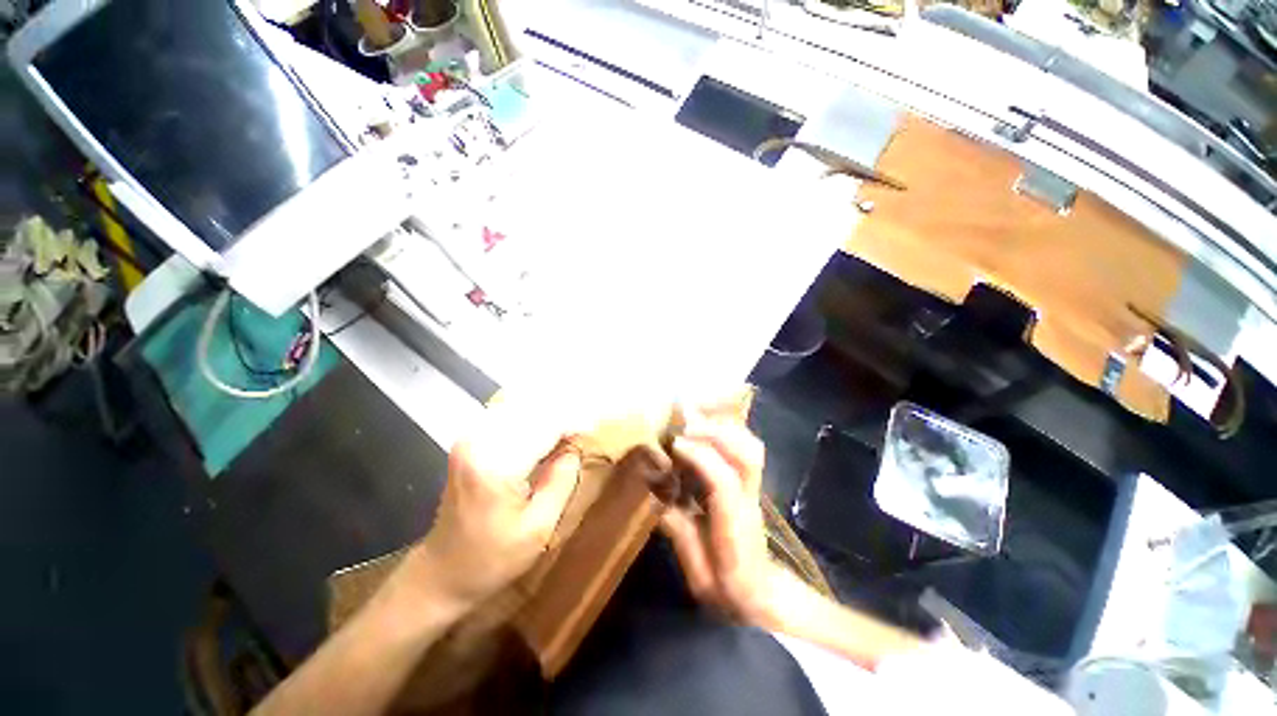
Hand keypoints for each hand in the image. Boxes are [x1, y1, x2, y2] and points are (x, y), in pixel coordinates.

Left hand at [415, 410, 580, 612]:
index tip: (594, 428)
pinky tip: (547, 430)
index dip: (573, 422)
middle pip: (532, 411)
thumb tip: (574, 447)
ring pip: (521, 409)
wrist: (441, 572)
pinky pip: (509, 417)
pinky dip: (532, 419)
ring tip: (570, 426)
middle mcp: (479, 442)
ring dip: (548, 414)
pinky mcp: (469, 441)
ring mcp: (470, 438)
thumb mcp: (539, 529)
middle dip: (562, 414)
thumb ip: (561, 481)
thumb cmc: (492, 559)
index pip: (545, 426)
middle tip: (586, 425)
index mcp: (495, 466)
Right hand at [659, 413, 785, 627]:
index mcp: (734, 528)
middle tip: (684, 422)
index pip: (724, 482)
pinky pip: (745, 447)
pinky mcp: (751, 482)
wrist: (763, 595)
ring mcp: (754, 488)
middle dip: (716, 431)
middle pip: (748, 454)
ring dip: (722, 426)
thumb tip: (658, 498)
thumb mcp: (698, 574)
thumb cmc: (728, 588)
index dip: (700, 457)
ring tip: (693, 418)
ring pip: (750, 446)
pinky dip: (727, 431)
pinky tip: (706, 427)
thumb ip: (680, 534)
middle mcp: (749, 500)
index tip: (674, 443)